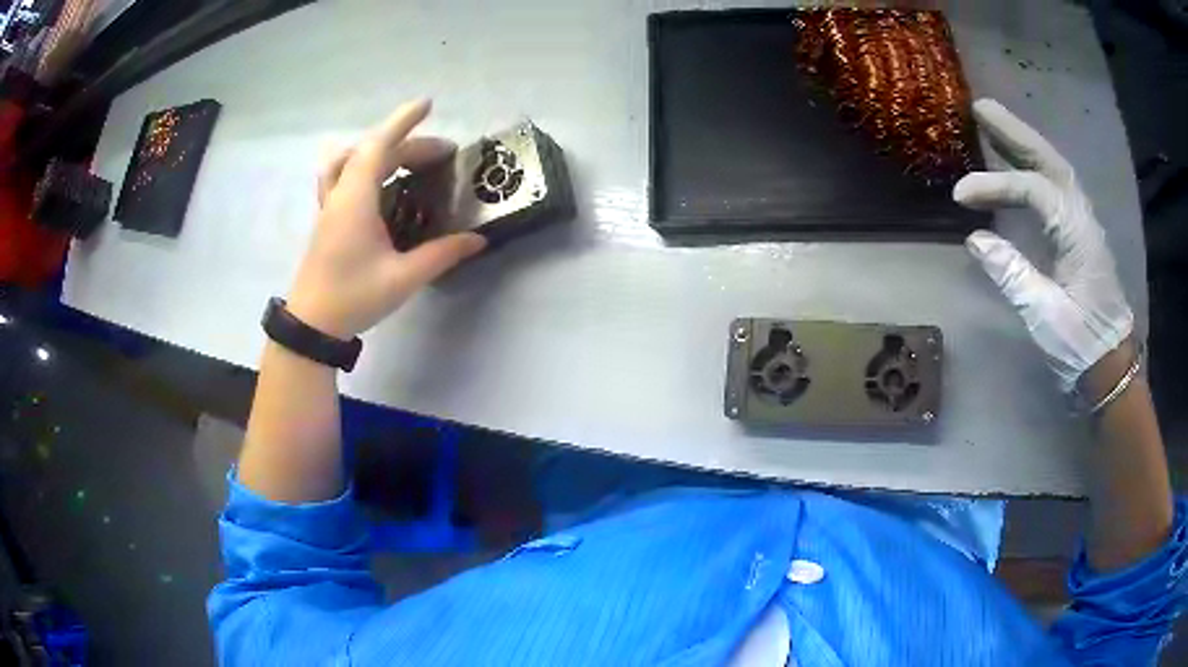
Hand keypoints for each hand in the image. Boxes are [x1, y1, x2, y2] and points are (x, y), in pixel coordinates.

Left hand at [288, 99, 485, 338]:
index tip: (427, 104)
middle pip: (370, 152)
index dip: (403, 122)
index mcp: (356, 199)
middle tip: (443, 156)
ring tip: (404, 159)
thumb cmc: (353, 298)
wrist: (311, 325)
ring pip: (349, 161)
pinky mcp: (326, 220)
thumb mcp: (403, 278)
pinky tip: (376, 184)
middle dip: (408, 145)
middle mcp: (340, 195)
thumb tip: (478, 239)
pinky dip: (362, 167)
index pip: (379, 146)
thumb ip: (442, 254)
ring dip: (378, 150)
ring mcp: (329, 207)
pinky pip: (341, 177)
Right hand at [953, 99, 1132, 395]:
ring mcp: (1082, 223)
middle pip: (1049, 160)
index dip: (995, 186)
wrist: (1110, 366)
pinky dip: (1034, 166)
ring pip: (1054, 168)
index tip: (959, 194)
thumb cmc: (1081, 346)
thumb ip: (1012, 274)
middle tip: (980, 109)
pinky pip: (1055, 187)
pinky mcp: (1079, 234)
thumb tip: (975, 239)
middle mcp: (1082, 217)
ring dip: (1023, 143)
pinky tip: (1017, 164)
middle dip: (1014, 132)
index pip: (1033, 191)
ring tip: (992, 126)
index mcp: (1077, 234)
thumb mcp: (1045, 316)